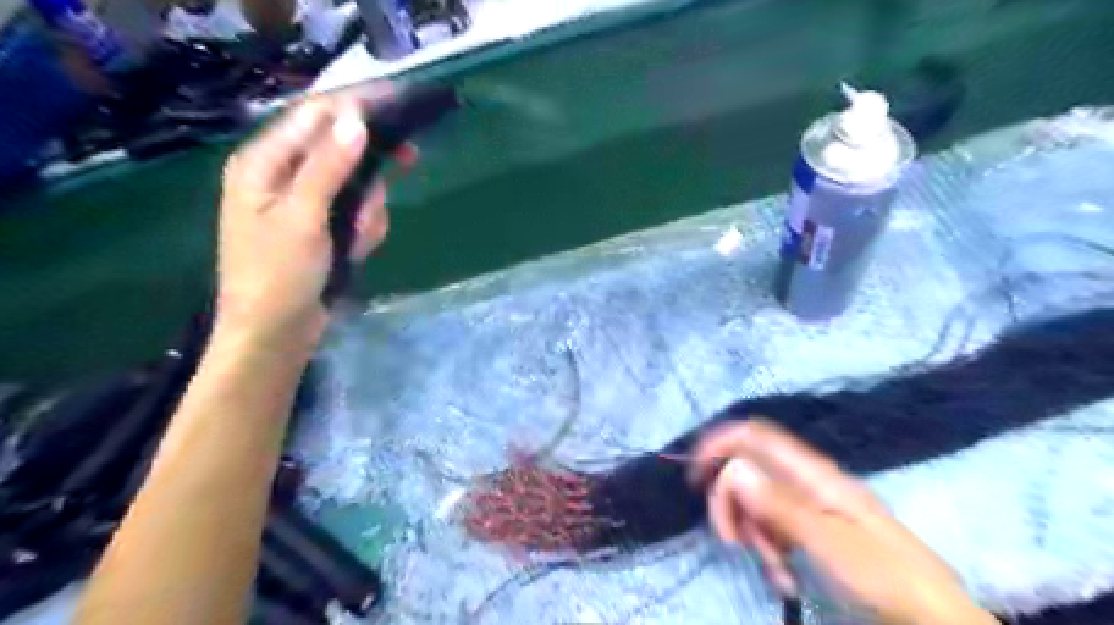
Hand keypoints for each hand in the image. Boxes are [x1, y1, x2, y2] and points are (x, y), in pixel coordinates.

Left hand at [214, 89, 408, 351]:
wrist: (276, 334)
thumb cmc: (278, 275)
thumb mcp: (303, 217)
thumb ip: (328, 166)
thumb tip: (355, 119)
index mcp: (264, 162)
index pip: (315, 116)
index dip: (357, 106)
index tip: (401, 103)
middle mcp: (283, 176)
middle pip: (341, 148)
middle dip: (370, 169)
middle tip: (409, 160)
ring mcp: (305, 204)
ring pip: (356, 185)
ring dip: (368, 209)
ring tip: (358, 240)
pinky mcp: (323, 228)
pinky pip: (356, 213)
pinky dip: (364, 230)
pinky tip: (356, 252)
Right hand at [693, 420, 995, 623]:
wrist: (934, 616)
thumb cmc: (886, 577)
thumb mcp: (830, 544)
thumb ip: (780, 504)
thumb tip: (734, 469)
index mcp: (813, 474)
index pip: (756, 435)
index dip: (720, 443)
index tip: (696, 475)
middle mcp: (806, 481)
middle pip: (747, 470)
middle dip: (732, 503)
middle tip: (734, 543)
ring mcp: (808, 504)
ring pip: (756, 502)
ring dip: (753, 535)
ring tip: (777, 573)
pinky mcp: (810, 527)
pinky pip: (772, 526)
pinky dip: (768, 549)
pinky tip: (783, 578)